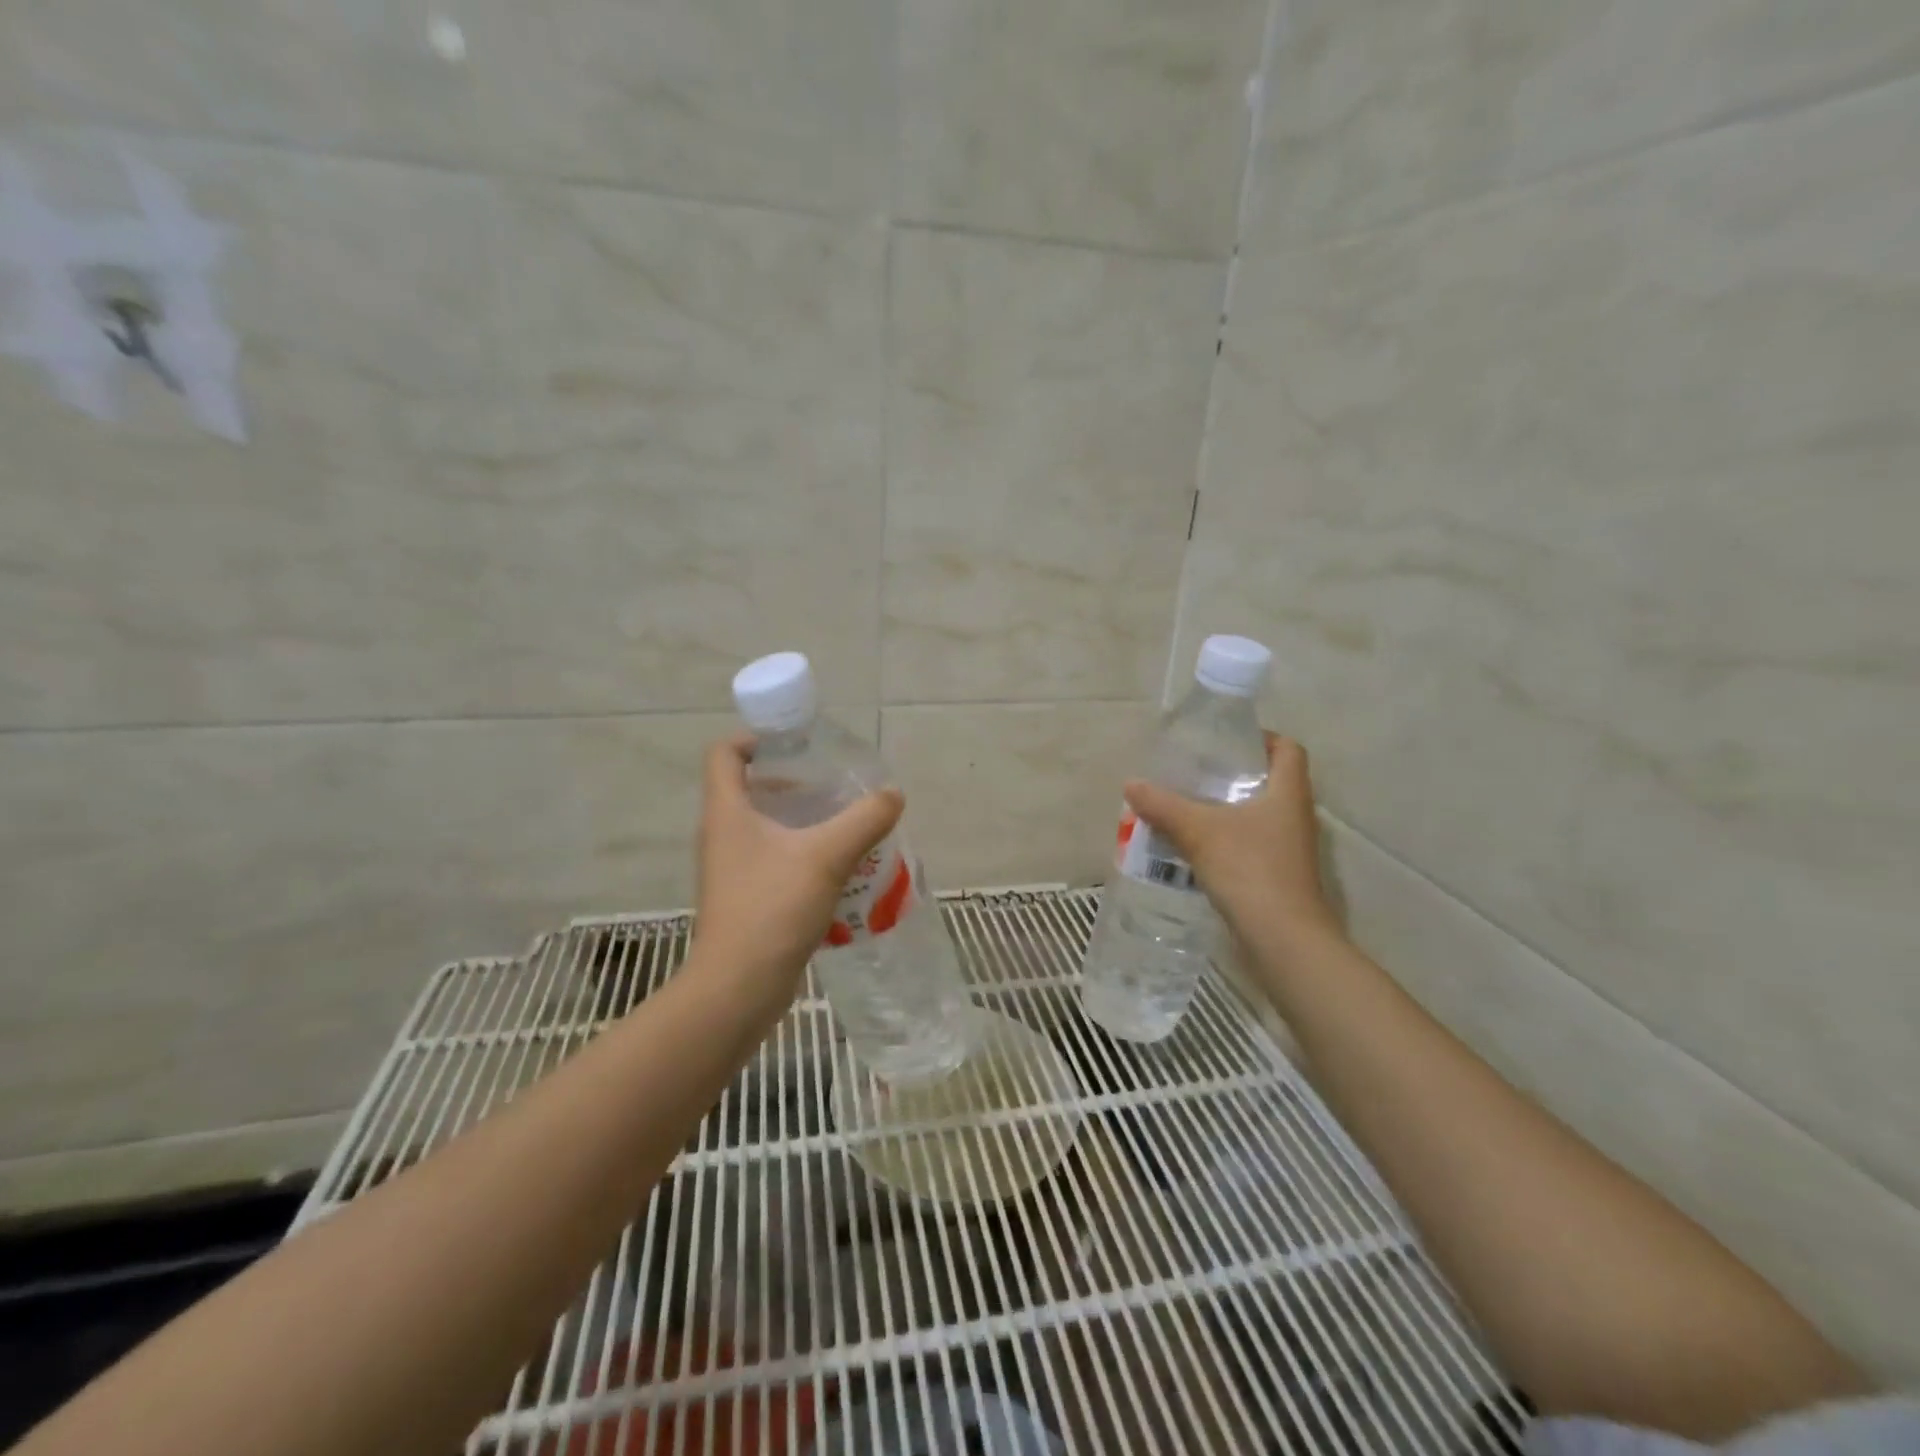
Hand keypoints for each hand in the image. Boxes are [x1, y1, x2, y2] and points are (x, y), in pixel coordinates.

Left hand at [689, 734, 904, 1011]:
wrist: (739, 988)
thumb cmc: (773, 908)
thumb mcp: (827, 856)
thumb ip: (864, 819)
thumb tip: (893, 794)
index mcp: (727, 812)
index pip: (724, 753)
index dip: (755, 738)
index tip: (797, 745)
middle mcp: (722, 834)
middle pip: (750, 788)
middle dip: (793, 781)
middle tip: (835, 786)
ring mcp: (731, 869)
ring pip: (765, 827)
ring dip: (802, 820)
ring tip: (845, 824)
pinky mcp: (745, 898)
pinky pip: (774, 860)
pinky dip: (802, 854)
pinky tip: (839, 868)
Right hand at [1123, 734, 1342, 949]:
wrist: (1282, 939)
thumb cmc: (1249, 869)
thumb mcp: (1198, 831)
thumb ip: (1164, 805)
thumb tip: (1132, 784)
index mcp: (1288, 792)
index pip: (1288, 749)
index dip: (1261, 738)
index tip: (1224, 741)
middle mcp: (1295, 815)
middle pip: (1269, 781)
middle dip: (1231, 775)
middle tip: (1193, 772)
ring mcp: (1289, 848)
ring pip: (1257, 815)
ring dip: (1225, 810)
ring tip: (1184, 806)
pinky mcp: (1277, 875)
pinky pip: (1249, 844)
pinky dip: (1225, 839)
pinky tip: (1193, 846)